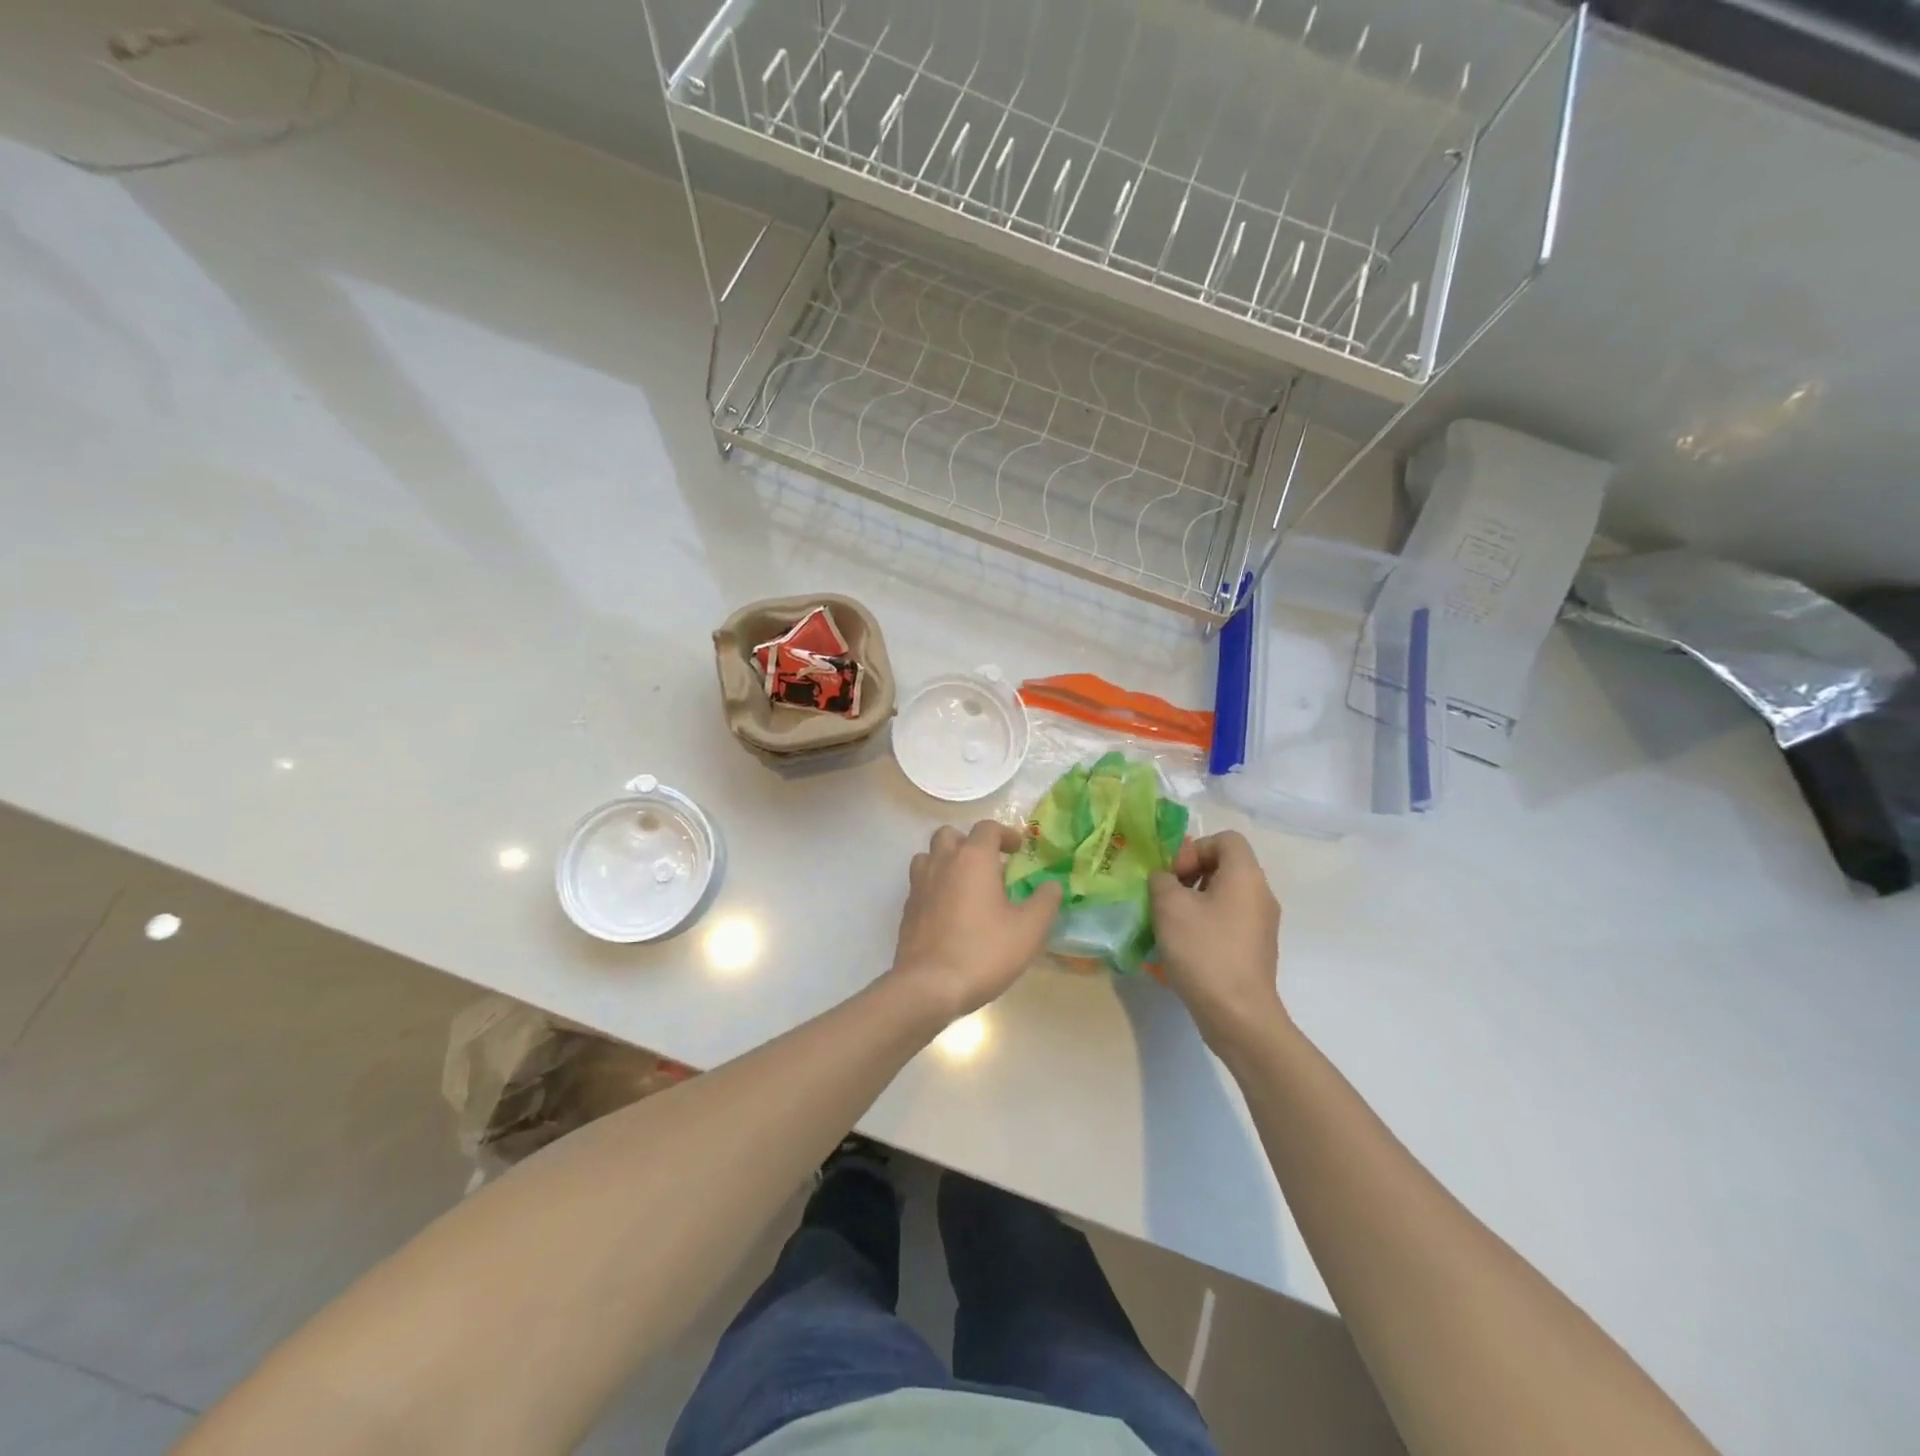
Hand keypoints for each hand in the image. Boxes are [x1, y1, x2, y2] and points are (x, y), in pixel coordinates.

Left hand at [888, 822, 1062, 1024]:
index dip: (1005, 834)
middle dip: (970, 843)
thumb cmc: (983, 952)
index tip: (1018, 850)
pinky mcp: (907, 909)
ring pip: (929, 856)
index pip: (987, 828)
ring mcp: (919, 885)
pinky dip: (935, 886)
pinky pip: (920, 883)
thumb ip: (1045, 902)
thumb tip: (1052, 885)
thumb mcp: (1028, 930)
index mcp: (973, 859)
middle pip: (950, 835)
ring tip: (965, 884)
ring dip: (947, 861)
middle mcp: (942, 862)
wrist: (929, 986)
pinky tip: (949, 911)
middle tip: (989, 865)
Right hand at [1150, 831, 1285, 1052]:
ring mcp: (1262, 924)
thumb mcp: (1169, 906)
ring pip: (1225, 895)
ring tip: (1170, 924)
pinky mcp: (1257, 949)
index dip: (1195, 848)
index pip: (1225, 839)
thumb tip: (1165, 879)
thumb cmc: (1204, 950)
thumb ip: (1161, 880)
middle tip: (1166, 897)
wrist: (1238, 1015)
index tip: (1174, 875)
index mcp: (1245, 875)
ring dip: (1195, 901)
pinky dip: (1207, 924)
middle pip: (1225, 866)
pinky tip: (1185, 948)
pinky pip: (1229, 921)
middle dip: (1190, 875)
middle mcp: (1261, 894)